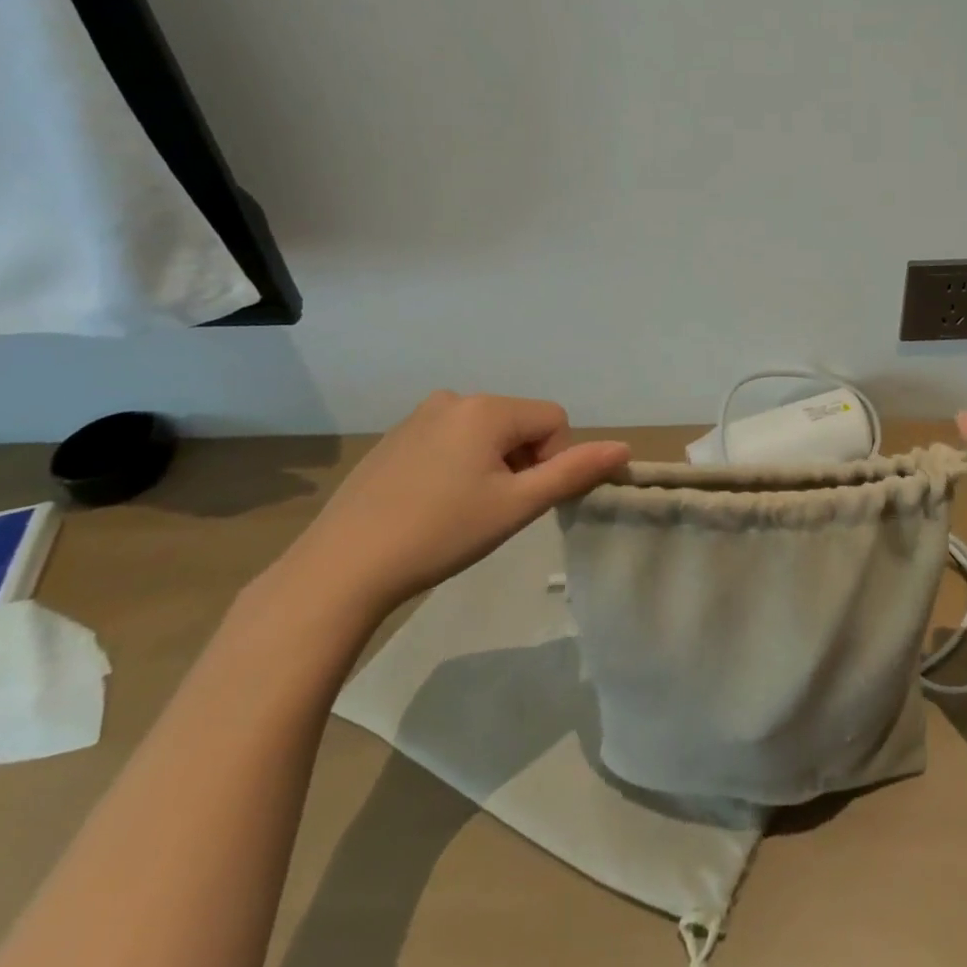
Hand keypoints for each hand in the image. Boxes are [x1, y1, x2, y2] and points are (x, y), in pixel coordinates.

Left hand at [279, 393, 629, 616]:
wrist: (341, 568)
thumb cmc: (440, 534)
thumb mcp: (517, 506)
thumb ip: (574, 472)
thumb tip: (624, 448)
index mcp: (487, 408)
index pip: (553, 421)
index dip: (551, 462)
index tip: (521, 502)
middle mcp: (454, 398)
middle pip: (519, 424)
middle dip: (521, 463)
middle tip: (492, 511)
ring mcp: (419, 416)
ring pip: (485, 433)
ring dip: (491, 465)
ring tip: (462, 510)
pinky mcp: (395, 438)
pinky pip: (450, 440)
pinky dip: (458, 466)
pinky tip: (432, 505)